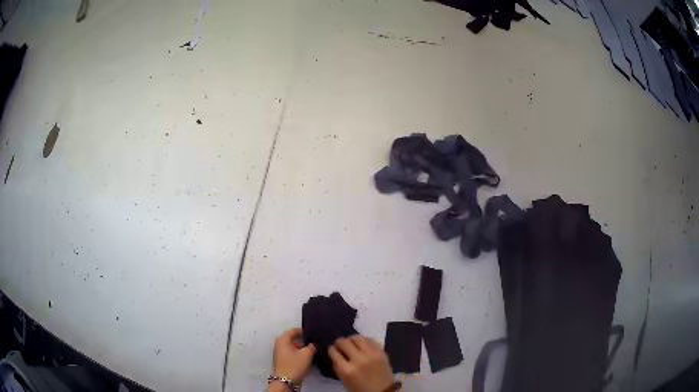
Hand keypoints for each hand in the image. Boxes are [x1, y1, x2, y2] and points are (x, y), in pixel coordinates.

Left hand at [272, 328, 315, 385]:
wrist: (286, 381)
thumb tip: (313, 344)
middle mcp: (280, 345)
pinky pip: (294, 355)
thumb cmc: (294, 365)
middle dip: (305, 341)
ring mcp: (281, 354)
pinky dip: (301, 355)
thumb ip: (312, 346)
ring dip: (304, 349)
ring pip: (295, 348)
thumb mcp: (306, 354)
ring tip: (316, 351)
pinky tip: (310, 359)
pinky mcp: (284, 362)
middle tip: (317, 343)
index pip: (294, 330)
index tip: (314, 333)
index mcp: (282, 340)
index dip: (304, 331)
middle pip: (294, 339)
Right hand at [328, 335, 397, 391]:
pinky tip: (362, 344)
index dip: (331, 349)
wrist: (383, 391)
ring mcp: (371, 355)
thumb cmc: (360, 389)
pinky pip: (370, 340)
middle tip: (339, 345)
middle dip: (339, 342)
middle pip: (344, 342)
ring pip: (357, 338)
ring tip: (351, 342)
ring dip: (351, 339)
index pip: (334, 352)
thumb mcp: (344, 380)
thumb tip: (336, 354)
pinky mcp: (381, 352)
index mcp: (347, 370)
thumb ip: (339, 367)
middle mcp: (358, 360)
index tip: (332, 349)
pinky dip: (364, 340)